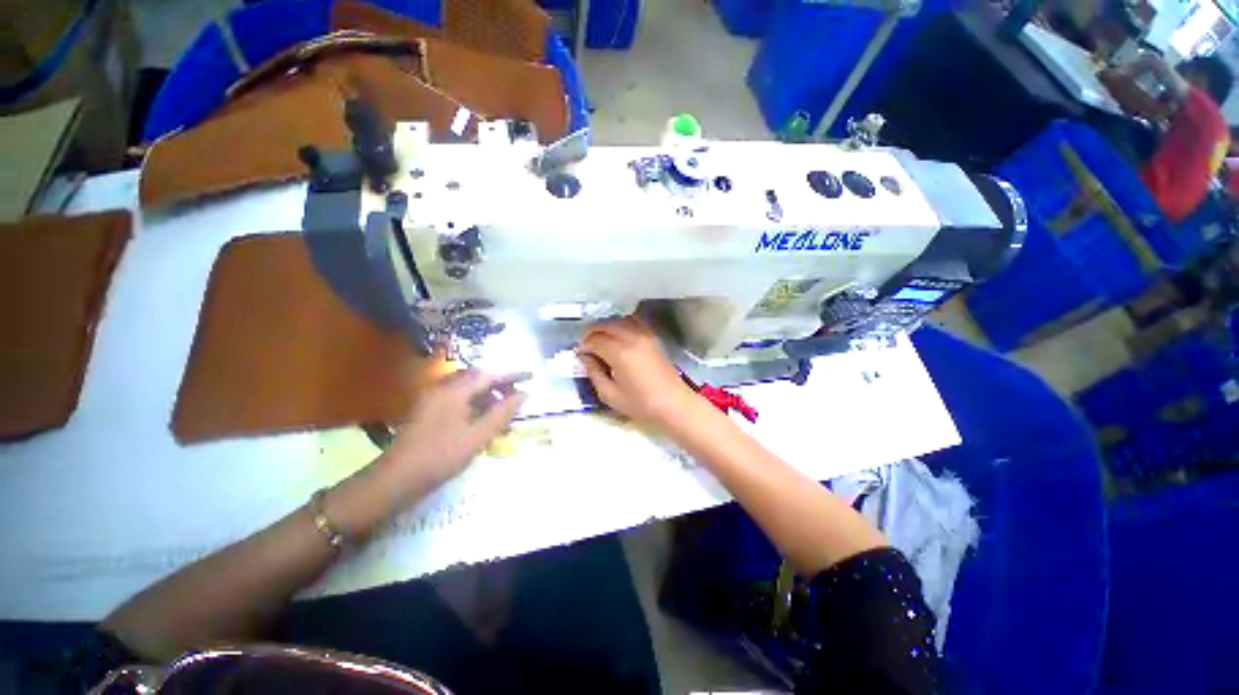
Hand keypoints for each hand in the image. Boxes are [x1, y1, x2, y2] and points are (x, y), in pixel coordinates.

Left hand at [384, 370, 527, 495]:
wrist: (396, 478)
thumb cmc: (441, 456)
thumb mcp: (478, 436)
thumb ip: (503, 413)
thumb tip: (524, 395)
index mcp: (455, 390)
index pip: (490, 376)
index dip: (512, 376)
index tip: (531, 377)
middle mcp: (442, 387)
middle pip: (477, 377)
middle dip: (499, 384)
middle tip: (517, 396)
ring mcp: (432, 397)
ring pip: (467, 386)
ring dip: (487, 393)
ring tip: (502, 408)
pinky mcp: (427, 408)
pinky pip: (457, 396)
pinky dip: (474, 401)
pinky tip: (481, 417)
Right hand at [577, 317, 697, 428]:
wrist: (673, 404)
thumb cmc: (641, 404)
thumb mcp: (610, 394)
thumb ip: (594, 373)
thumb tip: (585, 358)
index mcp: (620, 352)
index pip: (595, 340)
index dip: (584, 346)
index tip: (579, 354)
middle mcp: (632, 337)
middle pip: (605, 325)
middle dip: (592, 333)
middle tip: (586, 346)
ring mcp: (645, 335)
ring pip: (619, 320)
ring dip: (606, 327)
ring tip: (599, 340)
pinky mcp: (653, 337)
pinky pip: (633, 322)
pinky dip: (621, 325)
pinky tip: (617, 337)